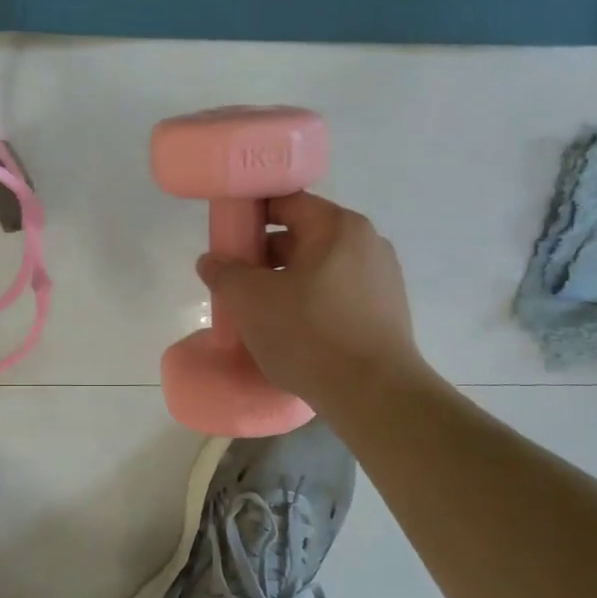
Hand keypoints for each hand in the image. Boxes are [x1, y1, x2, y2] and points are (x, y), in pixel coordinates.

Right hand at [196, 192, 432, 403]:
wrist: (373, 395)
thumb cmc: (309, 334)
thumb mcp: (251, 301)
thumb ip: (224, 273)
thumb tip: (211, 261)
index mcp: (338, 227)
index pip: (286, 202)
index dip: (250, 215)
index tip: (226, 238)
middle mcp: (366, 243)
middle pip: (303, 236)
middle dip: (264, 256)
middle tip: (235, 281)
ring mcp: (381, 279)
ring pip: (318, 269)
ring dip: (285, 282)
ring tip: (258, 311)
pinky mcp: (385, 313)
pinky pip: (336, 295)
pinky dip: (309, 303)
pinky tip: (291, 331)